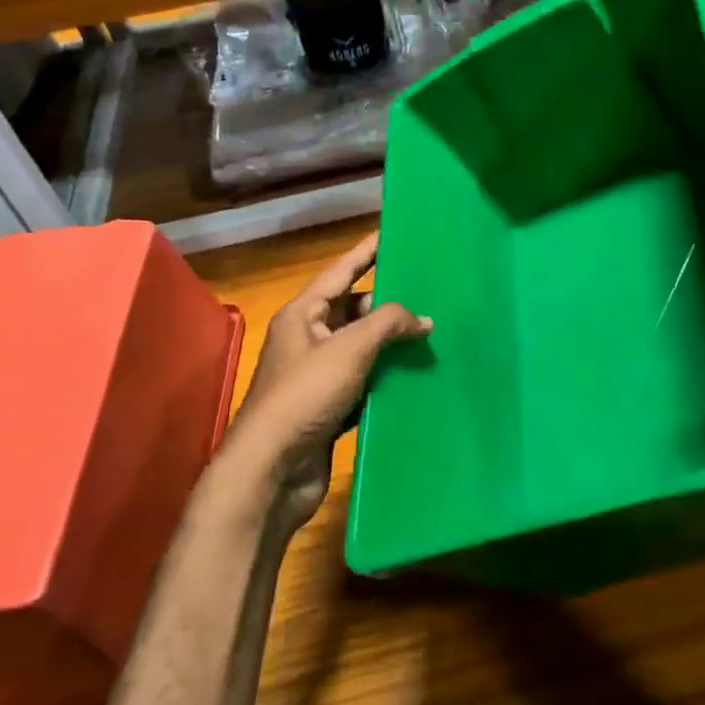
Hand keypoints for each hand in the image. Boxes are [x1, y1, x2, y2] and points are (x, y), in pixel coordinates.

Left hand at [223, 232, 431, 518]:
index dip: (367, 252)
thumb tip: (424, 319)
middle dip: (389, 303)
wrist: (272, 470)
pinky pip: (366, 382)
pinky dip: (388, 377)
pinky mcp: (331, 408)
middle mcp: (308, 340)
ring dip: (392, 343)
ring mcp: (319, 376)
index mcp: (303, 315)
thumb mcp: (348, 349)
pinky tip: (417, 375)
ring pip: (363, 348)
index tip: (394, 234)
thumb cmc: (304, 397)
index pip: (341, 272)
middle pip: (354, 310)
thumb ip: (387, 324)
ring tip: (433, 332)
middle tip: (431, 292)